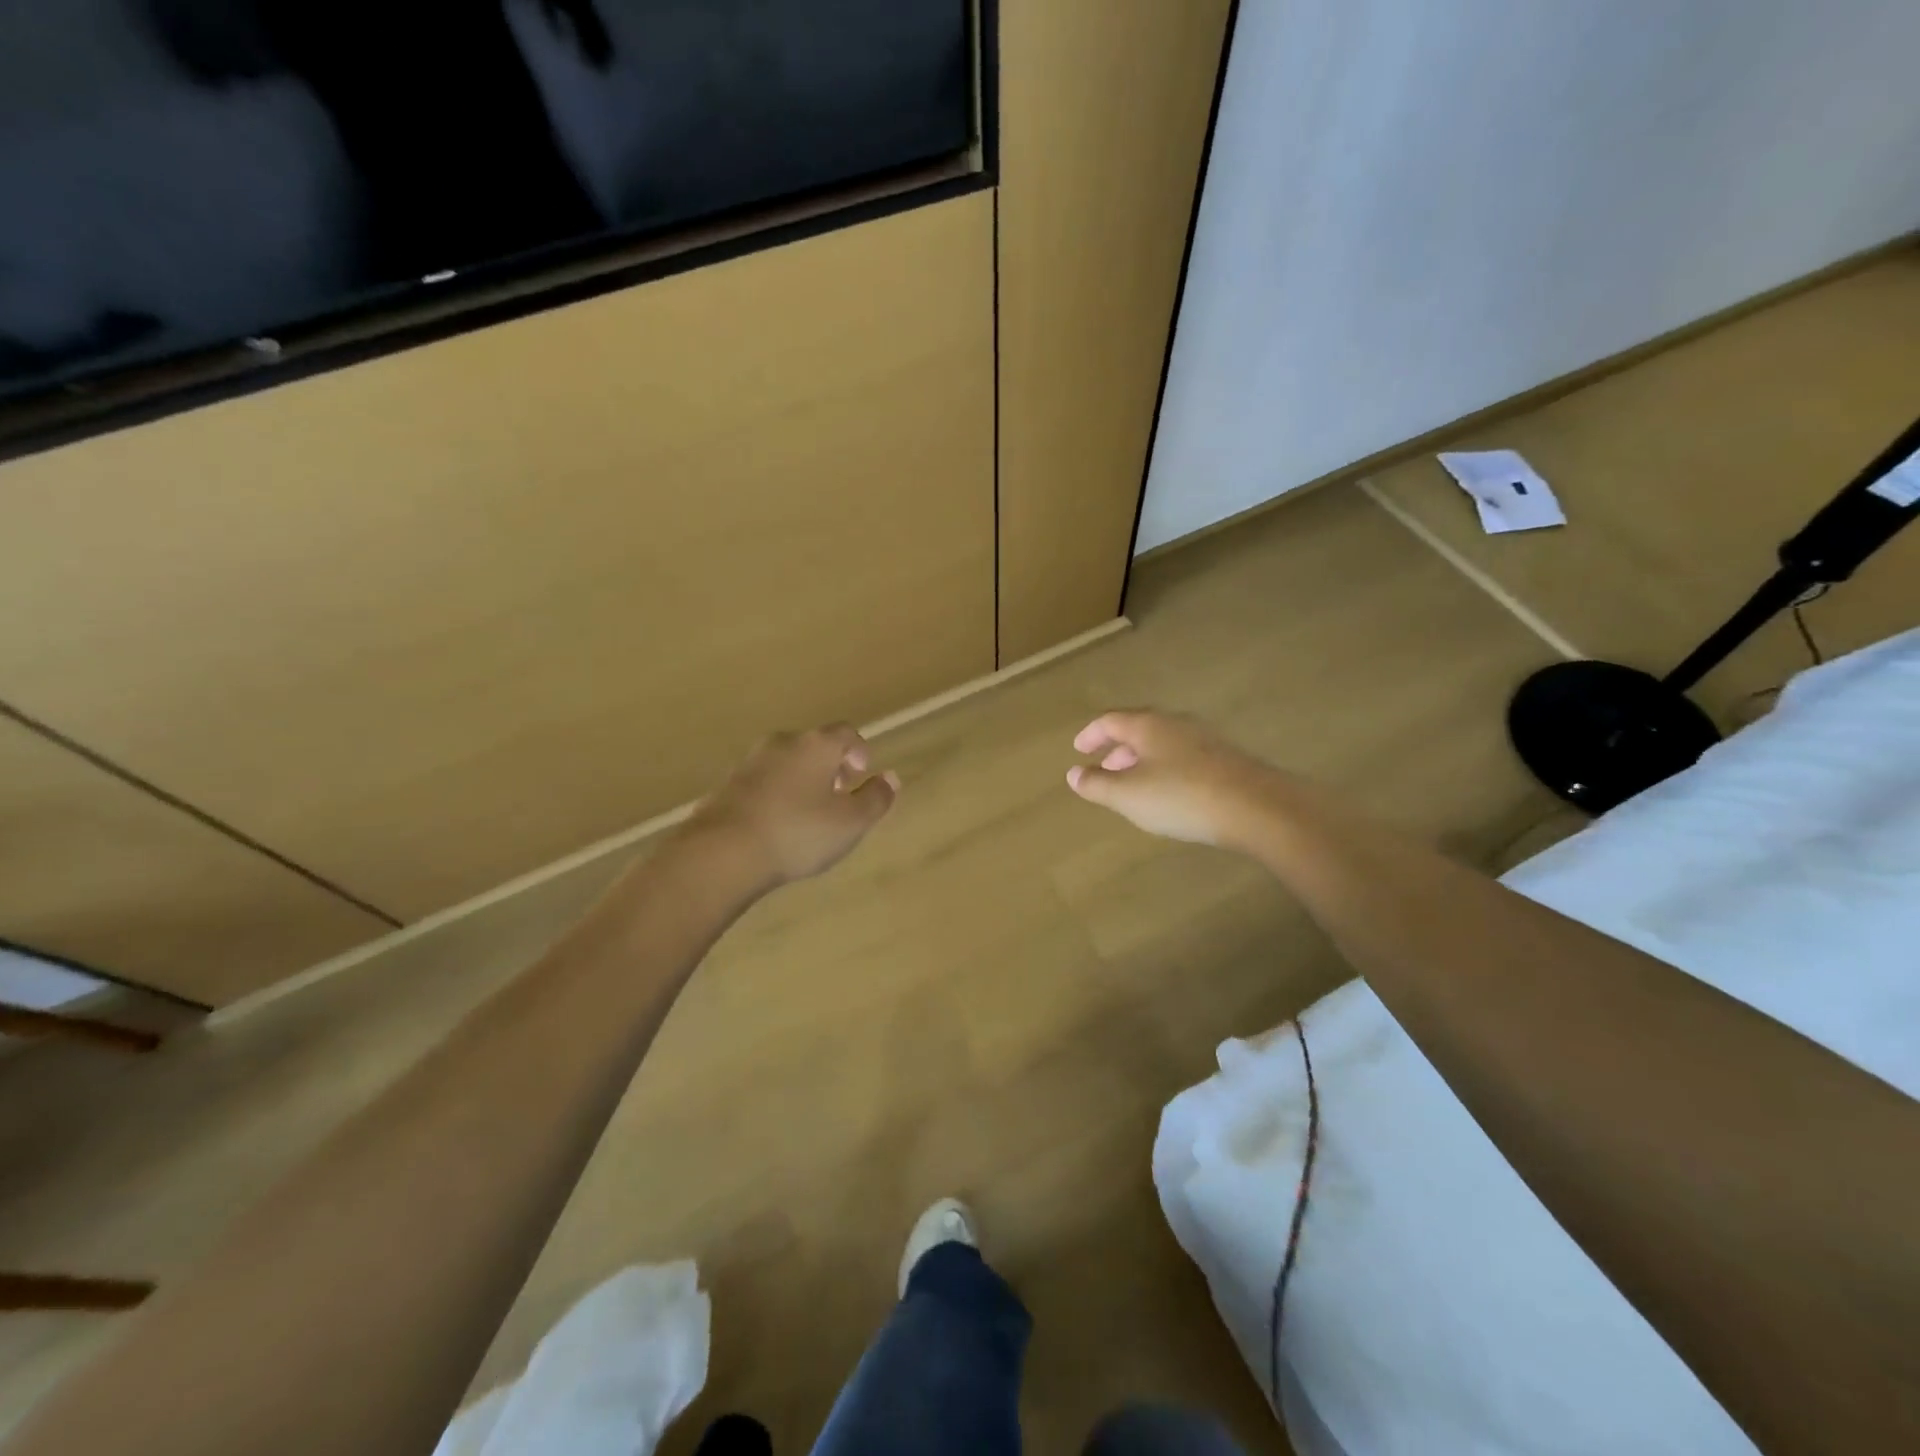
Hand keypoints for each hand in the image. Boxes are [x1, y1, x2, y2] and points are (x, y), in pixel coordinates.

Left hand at [686, 725, 898, 888]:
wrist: (723, 851)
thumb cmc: (798, 832)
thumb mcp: (851, 823)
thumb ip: (876, 798)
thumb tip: (891, 778)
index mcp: (816, 745)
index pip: (845, 733)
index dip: (858, 750)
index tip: (861, 774)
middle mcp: (783, 743)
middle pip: (814, 745)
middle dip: (830, 765)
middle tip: (838, 794)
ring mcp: (750, 762)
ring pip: (786, 762)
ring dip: (802, 779)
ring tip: (808, 812)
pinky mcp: (727, 784)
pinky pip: (762, 781)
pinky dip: (776, 793)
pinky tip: (777, 823)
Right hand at [1066, 710, 1283, 847]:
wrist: (1254, 807)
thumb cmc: (1181, 796)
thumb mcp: (1128, 795)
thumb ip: (1096, 784)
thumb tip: (1073, 774)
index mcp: (1147, 725)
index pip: (1110, 720)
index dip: (1091, 735)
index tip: (1079, 750)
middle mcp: (1175, 723)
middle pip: (1138, 729)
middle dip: (1117, 749)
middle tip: (1104, 770)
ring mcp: (1204, 739)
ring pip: (1162, 743)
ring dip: (1142, 760)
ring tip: (1134, 784)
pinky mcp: (1224, 758)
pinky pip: (1183, 757)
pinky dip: (1165, 769)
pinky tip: (1169, 792)